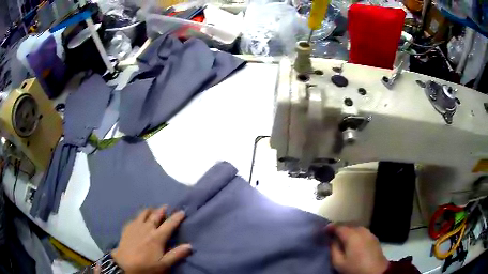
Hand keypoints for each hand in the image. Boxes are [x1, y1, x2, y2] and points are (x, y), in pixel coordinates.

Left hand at [111, 206, 191, 273]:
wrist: (124, 264)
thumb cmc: (146, 265)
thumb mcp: (163, 264)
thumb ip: (176, 254)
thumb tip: (190, 245)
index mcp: (157, 236)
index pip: (169, 224)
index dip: (177, 217)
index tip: (182, 212)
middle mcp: (147, 228)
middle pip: (156, 215)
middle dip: (162, 210)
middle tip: (166, 206)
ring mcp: (135, 226)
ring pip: (144, 213)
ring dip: (150, 210)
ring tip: (153, 210)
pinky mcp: (127, 227)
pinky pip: (134, 217)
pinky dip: (140, 216)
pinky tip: (139, 219)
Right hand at [327, 224, 388, 273]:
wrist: (375, 271)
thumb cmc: (355, 268)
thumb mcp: (339, 262)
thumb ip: (333, 249)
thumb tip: (332, 240)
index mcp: (351, 235)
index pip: (338, 226)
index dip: (330, 227)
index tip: (324, 230)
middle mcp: (361, 230)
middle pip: (347, 224)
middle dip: (339, 227)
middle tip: (331, 233)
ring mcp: (369, 232)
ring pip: (355, 227)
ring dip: (347, 230)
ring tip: (341, 237)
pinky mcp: (373, 237)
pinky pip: (361, 231)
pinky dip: (355, 233)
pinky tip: (353, 240)